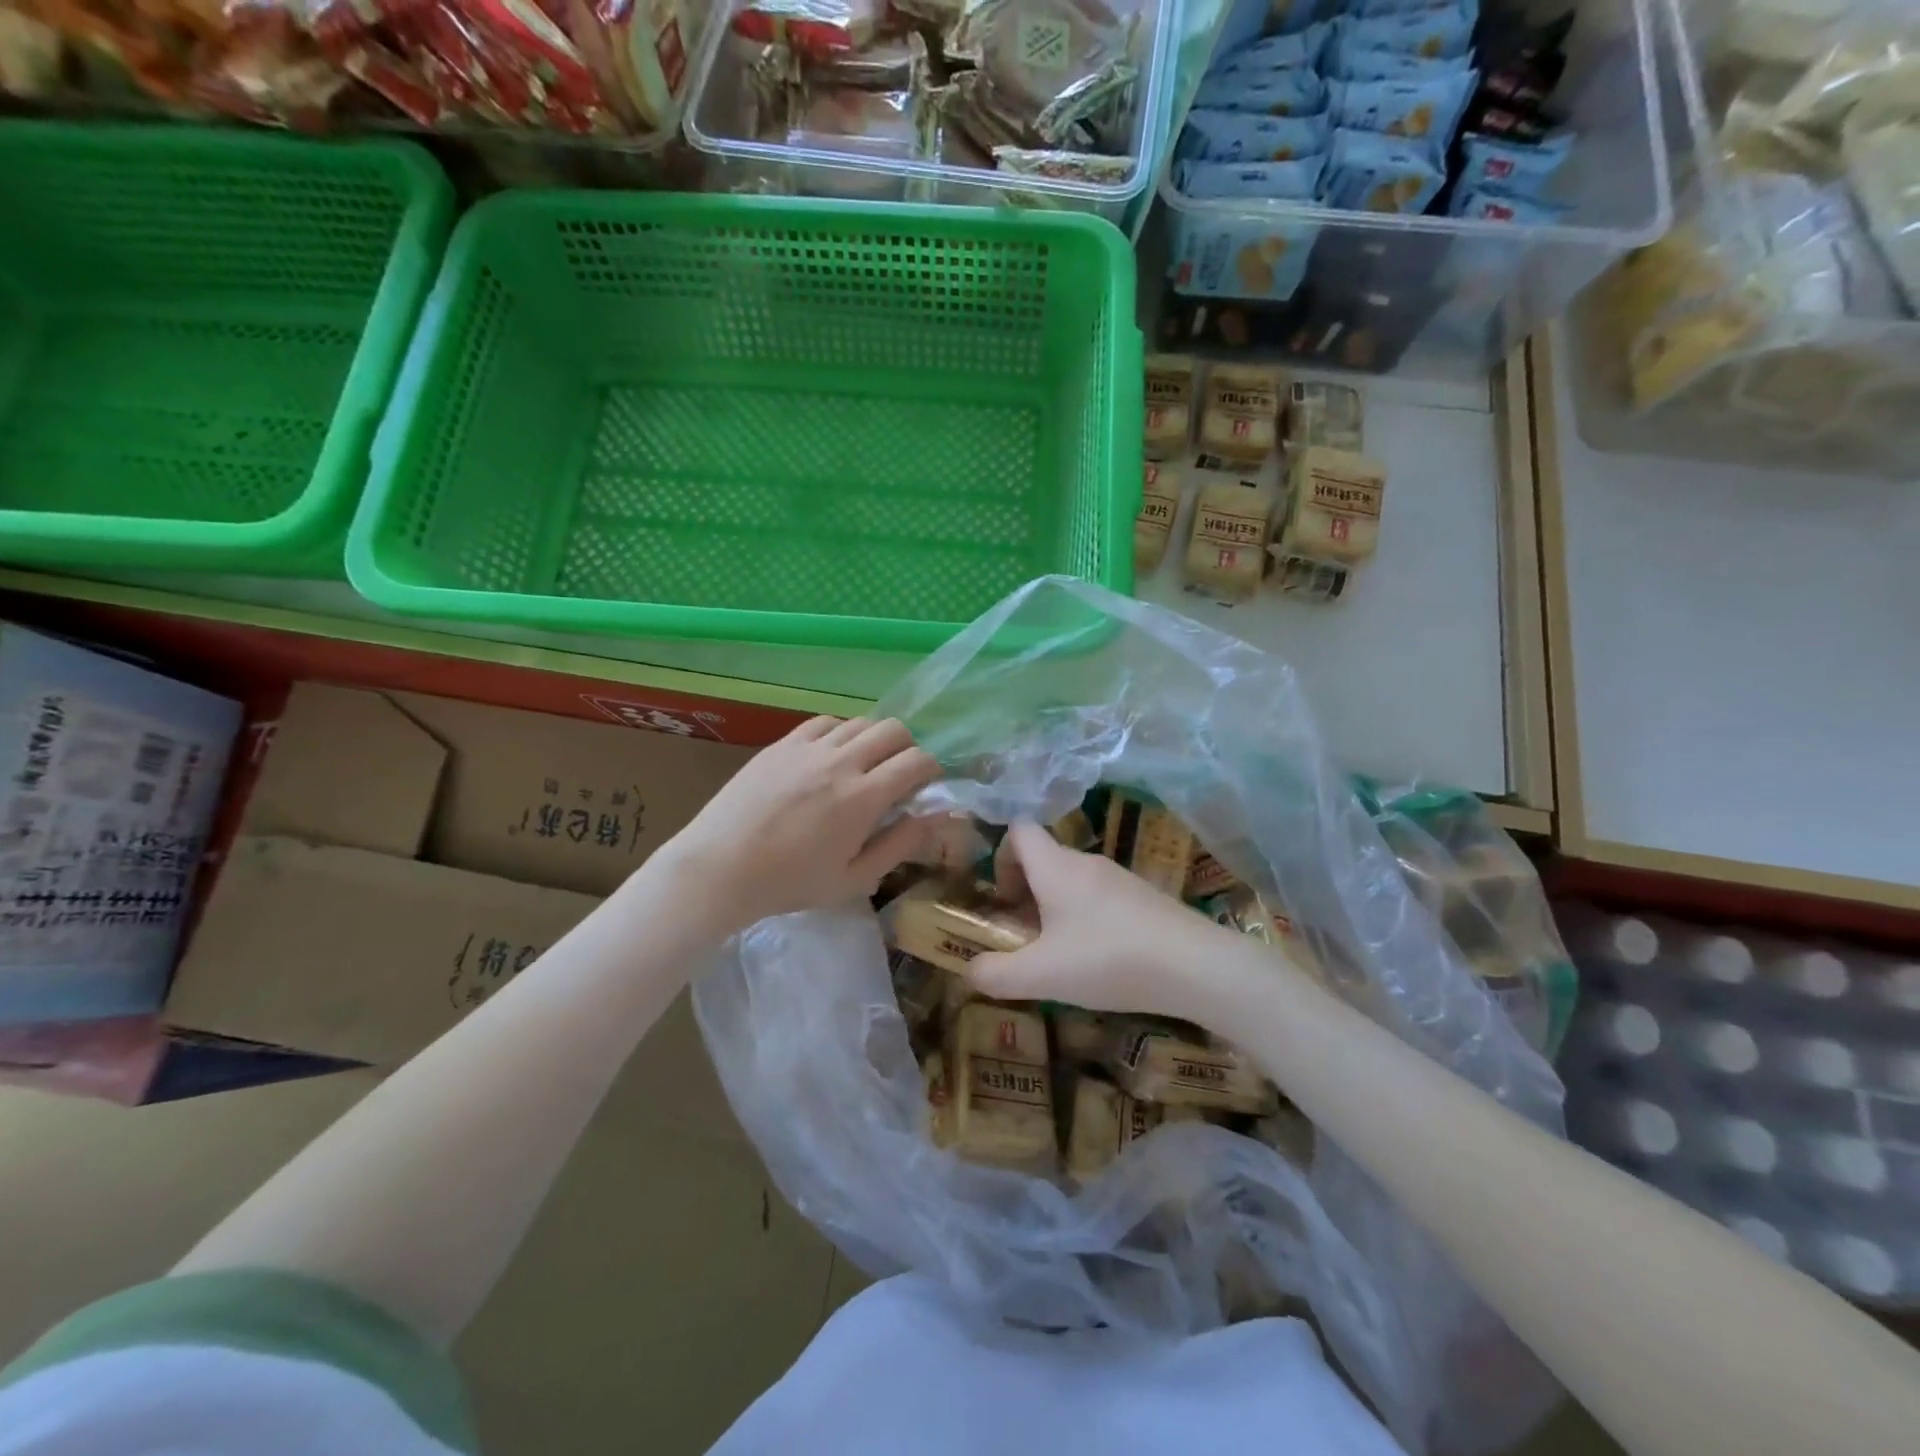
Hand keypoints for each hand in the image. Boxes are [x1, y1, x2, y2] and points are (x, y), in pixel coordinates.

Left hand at [646, 716, 940, 935]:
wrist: (719, 868)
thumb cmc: (790, 883)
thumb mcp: (854, 879)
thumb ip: (899, 845)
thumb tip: (932, 818)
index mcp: (863, 797)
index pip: (916, 761)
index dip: (931, 768)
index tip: (926, 784)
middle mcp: (841, 762)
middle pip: (893, 729)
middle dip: (908, 747)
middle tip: (899, 773)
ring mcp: (808, 748)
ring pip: (860, 721)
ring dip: (874, 739)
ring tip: (864, 765)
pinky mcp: (782, 744)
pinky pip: (824, 722)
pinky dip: (839, 733)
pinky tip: (830, 755)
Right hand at [966, 822, 1248, 1023]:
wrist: (1196, 966)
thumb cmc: (1108, 960)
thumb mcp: (1041, 976)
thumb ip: (996, 974)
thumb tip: (969, 971)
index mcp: (1056, 866)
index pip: (1019, 830)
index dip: (1001, 856)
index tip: (1002, 897)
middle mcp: (1086, 862)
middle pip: (1045, 857)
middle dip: (1026, 890)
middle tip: (1023, 934)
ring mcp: (1120, 877)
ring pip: (1073, 879)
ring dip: (1056, 906)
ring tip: (1059, 953)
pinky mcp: (1145, 897)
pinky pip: (1101, 896)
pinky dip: (1087, 917)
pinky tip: (1099, 959)